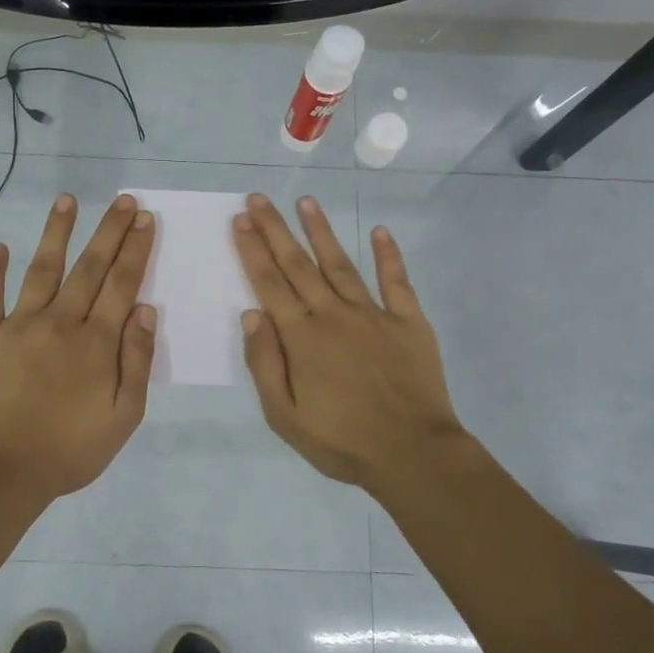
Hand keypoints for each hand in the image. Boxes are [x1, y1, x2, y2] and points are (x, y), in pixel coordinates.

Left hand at [0, 192, 157, 501]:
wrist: (2, 471)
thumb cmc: (70, 449)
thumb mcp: (123, 415)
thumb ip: (137, 360)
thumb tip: (145, 309)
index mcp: (96, 342)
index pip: (121, 284)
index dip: (135, 250)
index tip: (145, 220)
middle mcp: (60, 322)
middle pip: (89, 268)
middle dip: (109, 231)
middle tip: (123, 200)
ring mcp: (19, 325)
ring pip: (42, 269)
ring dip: (56, 233)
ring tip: (68, 200)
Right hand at [233, 194, 469, 489]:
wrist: (413, 453)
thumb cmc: (342, 441)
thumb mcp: (285, 416)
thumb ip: (265, 363)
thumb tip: (251, 315)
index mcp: (302, 338)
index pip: (269, 284)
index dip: (252, 250)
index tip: (240, 220)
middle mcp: (333, 315)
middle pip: (298, 265)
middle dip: (275, 230)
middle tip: (259, 198)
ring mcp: (374, 315)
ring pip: (341, 264)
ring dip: (321, 231)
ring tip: (306, 201)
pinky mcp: (409, 322)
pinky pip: (397, 282)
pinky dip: (389, 255)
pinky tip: (380, 231)